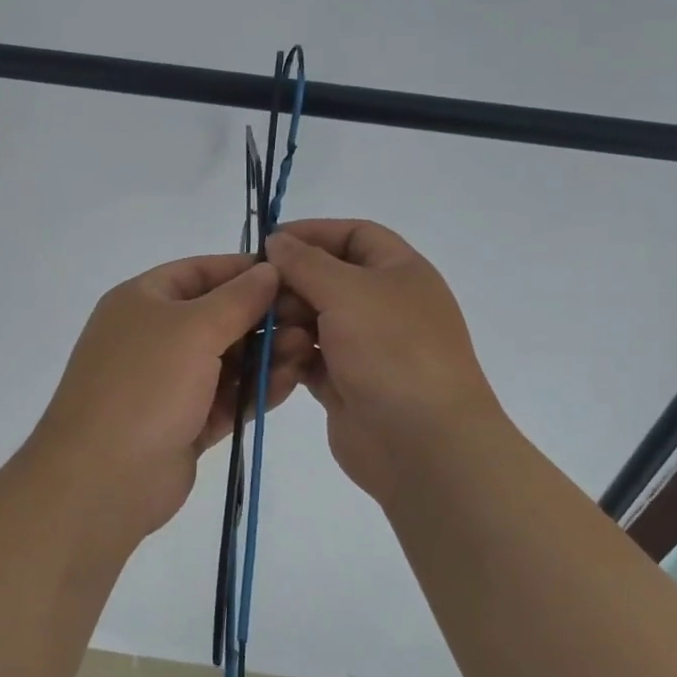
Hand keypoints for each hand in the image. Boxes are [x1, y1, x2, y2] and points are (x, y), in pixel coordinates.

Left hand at [31, 253, 312, 537]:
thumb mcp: (193, 328)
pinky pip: (225, 398)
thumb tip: (268, 269)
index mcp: (141, 301)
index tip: (290, 274)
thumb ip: (237, 299)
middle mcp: (152, 337)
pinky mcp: (183, 424)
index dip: (242, 270)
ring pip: (225, 360)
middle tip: (310, 318)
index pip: (198, 272)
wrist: (104, 477)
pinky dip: (255, 390)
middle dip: (261, 317)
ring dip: (264, 353)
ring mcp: (167, 384)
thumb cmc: (145, 384)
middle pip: (216, 317)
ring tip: (308, 349)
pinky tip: (290, 381)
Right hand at [266, 220, 508, 505]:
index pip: (356, 235)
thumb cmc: (391, 350)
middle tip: (253, 291)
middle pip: (329, 278)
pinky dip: (289, 355)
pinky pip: (309, 358)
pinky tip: (266, 357)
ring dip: (286, 320)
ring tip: (259, 328)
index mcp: (400, 272)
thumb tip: (277, 240)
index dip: (314, 232)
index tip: (269, 242)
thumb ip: (305, 262)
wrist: (423, 444)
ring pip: (315, 319)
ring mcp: (366, 347)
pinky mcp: (346, 383)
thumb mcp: (347, 291)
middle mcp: (384, 305)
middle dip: (291, 281)